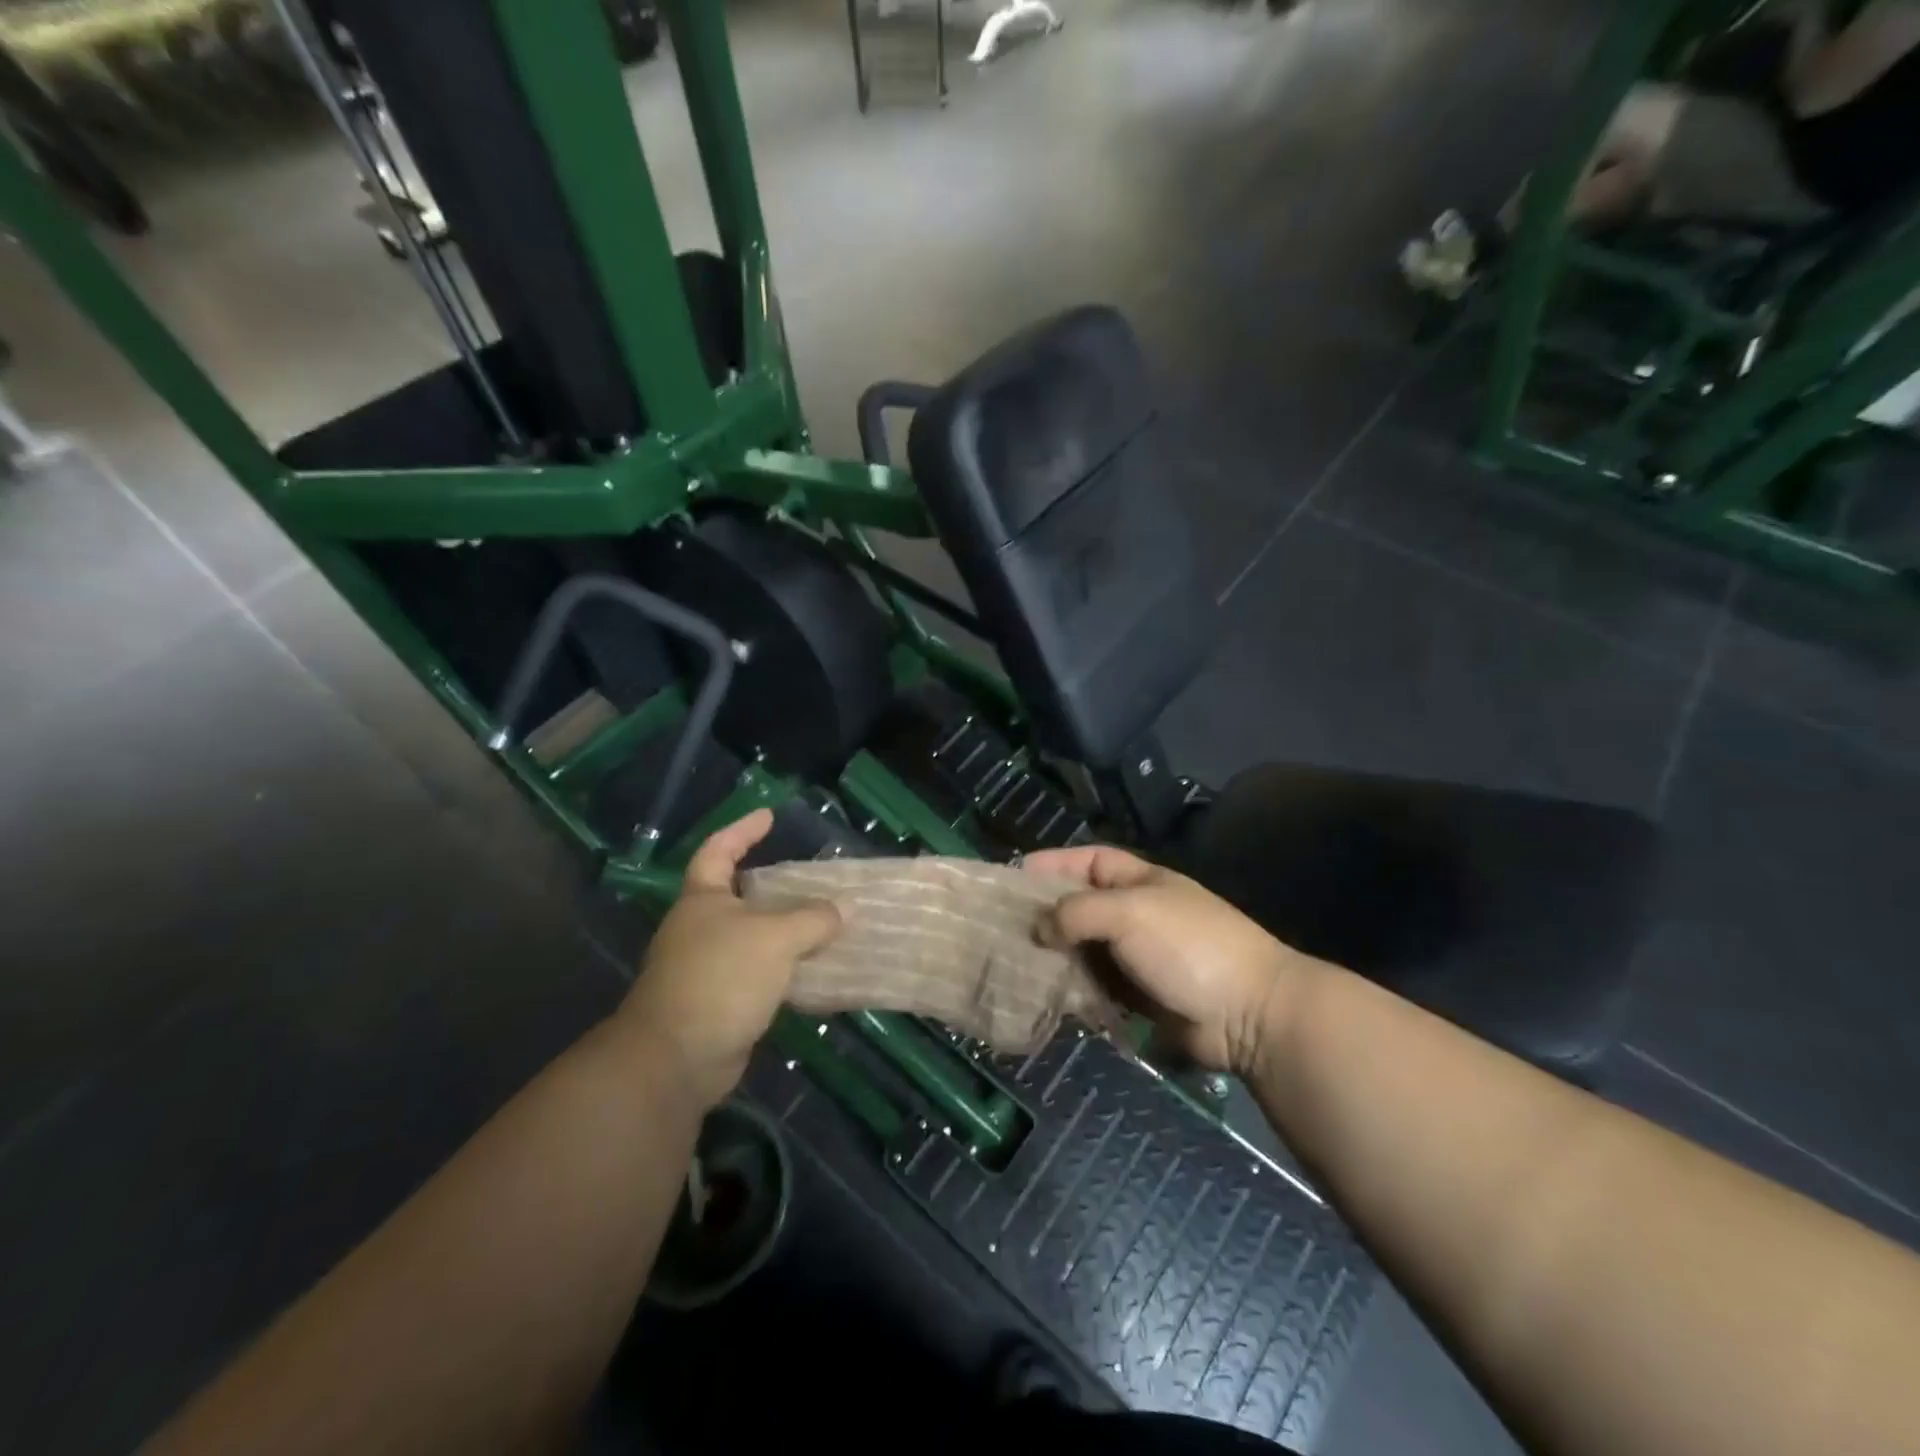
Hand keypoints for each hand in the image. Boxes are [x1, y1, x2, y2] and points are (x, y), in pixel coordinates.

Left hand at [619, 810, 840, 1107]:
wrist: (676, 1059)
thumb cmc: (721, 978)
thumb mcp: (775, 938)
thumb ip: (813, 919)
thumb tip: (843, 909)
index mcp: (703, 899)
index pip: (719, 850)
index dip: (742, 830)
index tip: (769, 816)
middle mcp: (701, 928)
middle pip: (740, 895)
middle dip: (775, 886)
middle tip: (814, 878)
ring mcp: (707, 966)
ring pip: (754, 937)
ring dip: (786, 931)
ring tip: (827, 924)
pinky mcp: (720, 1001)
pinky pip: (760, 974)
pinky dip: (785, 969)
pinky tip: (815, 971)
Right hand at [1024, 846, 1307, 1075]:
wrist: (1249, 1014)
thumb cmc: (1188, 946)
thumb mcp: (1129, 913)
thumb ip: (1077, 912)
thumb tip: (1039, 928)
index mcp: (1141, 881)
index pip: (1090, 861)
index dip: (1054, 863)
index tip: (1015, 875)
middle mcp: (1137, 914)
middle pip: (1081, 906)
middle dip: (1045, 913)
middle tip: (1002, 926)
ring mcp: (1138, 957)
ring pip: (1084, 949)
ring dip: (1054, 954)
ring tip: (1012, 962)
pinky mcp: (1139, 997)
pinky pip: (1095, 986)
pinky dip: (1071, 988)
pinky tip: (1043, 994)